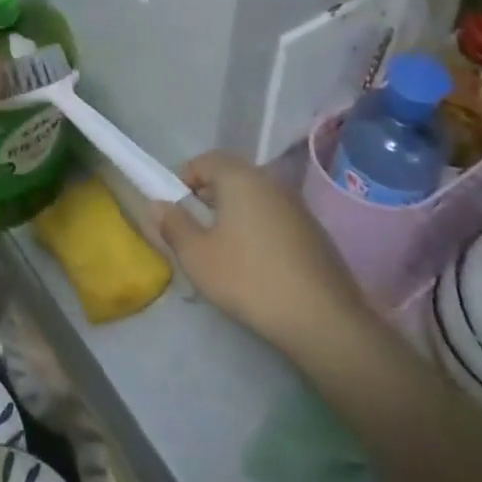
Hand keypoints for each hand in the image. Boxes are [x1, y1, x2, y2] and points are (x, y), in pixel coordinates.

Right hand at [156, 152, 370, 353]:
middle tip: (196, 227)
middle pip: (231, 176)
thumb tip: (158, 205)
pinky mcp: (315, 233)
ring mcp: (297, 207)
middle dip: (209, 195)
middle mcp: (270, 182)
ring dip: (235, 213)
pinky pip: (276, 218)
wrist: (324, 321)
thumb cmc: (249, 279)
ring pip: (255, 197)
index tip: (175, 208)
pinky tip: (258, 264)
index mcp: (240, 178)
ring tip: (224, 248)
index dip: (184, 178)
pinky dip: (260, 229)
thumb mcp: (197, 256)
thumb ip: (173, 225)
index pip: (205, 160)